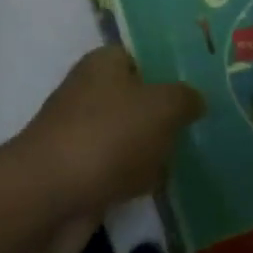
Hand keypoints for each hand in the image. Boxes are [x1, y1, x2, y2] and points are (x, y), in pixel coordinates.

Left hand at [8, 47, 203, 252]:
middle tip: (201, 128)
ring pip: (129, 137)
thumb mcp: (162, 107)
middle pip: (136, 99)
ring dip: (151, 151)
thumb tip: (194, 99)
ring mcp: (82, 133)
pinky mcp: (79, 173)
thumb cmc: (109, 136)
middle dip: (164, 116)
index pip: (140, 57)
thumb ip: (184, 98)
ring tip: (188, 160)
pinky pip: (118, 171)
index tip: (199, 90)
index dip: (167, 71)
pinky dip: (134, 181)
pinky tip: (157, 189)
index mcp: (103, 63)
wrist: (51, 195)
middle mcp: (89, 92)